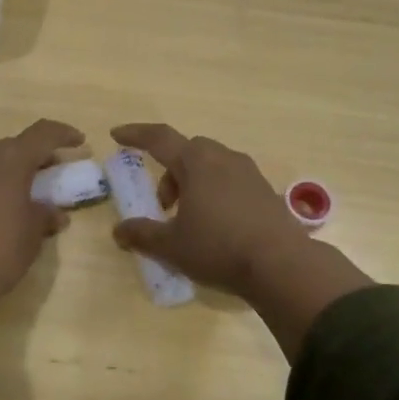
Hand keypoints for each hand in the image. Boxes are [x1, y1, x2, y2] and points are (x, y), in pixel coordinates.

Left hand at [0, 119, 83, 352]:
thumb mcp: (30, 237)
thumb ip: (44, 216)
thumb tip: (53, 212)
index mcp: (8, 159)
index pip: (42, 134)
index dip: (63, 135)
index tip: (79, 142)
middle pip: (13, 146)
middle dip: (33, 157)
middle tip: (49, 174)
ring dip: (7, 170)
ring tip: (21, 193)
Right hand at [108, 124, 307, 294]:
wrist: (281, 264)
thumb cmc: (218, 248)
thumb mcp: (172, 246)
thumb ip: (142, 235)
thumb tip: (119, 231)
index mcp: (196, 163)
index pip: (159, 138)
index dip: (136, 135)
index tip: (117, 135)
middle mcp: (223, 158)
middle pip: (188, 151)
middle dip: (170, 171)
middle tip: (163, 204)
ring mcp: (249, 172)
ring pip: (212, 164)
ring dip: (194, 182)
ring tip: (190, 217)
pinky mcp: (266, 190)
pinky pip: (232, 180)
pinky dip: (216, 191)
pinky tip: (218, 224)